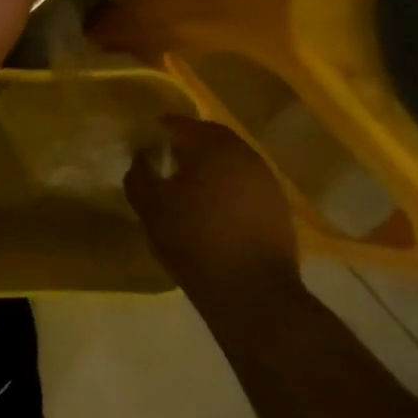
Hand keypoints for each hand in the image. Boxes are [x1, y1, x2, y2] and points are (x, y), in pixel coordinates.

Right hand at [126, 117, 302, 298]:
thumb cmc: (195, 241)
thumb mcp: (151, 208)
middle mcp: (244, 153)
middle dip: (185, 147)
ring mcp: (266, 180)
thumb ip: (139, 175)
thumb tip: (141, 157)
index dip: (157, 132)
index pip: (179, 124)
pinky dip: (228, 189)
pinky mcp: (278, 206)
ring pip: (230, 162)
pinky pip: (245, 185)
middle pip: (208, 138)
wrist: (253, 293)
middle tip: (164, 165)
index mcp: (212, 145)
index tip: (143, 147)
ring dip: (209, 168)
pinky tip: (214, 213)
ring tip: (189, 191)